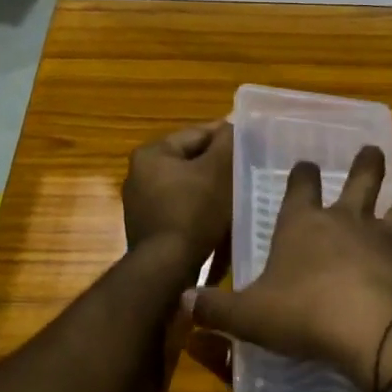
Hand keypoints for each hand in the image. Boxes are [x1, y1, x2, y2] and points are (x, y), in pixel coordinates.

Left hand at [121, 121, 233, 277]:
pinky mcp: (147, 227)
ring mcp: (140, 202)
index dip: (227, 137)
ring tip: (238, 195)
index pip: (197, 134)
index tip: (252, 143)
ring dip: (209, 188)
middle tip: (248, 170)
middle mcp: (139, 173)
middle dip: (218, 165)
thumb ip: (227, 142)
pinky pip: (180, 208)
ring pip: (186, 185)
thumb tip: (232, 124)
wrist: (167, 268)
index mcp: (152, 153)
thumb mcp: (218, 170)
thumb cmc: (193, 212)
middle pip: (190, 160)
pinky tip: (218, 218)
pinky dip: (198, 209)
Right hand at [188, 144, 391, 391]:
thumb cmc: (306, 314)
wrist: (375, 332)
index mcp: (306, 225)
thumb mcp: (250, 316)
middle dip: (367, 162)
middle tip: (371, 152)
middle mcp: (352, 222)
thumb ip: (216, 309)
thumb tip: (181, 302)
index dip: (302, 173)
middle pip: (364, 178)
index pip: (301, 185)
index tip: (305, 164)